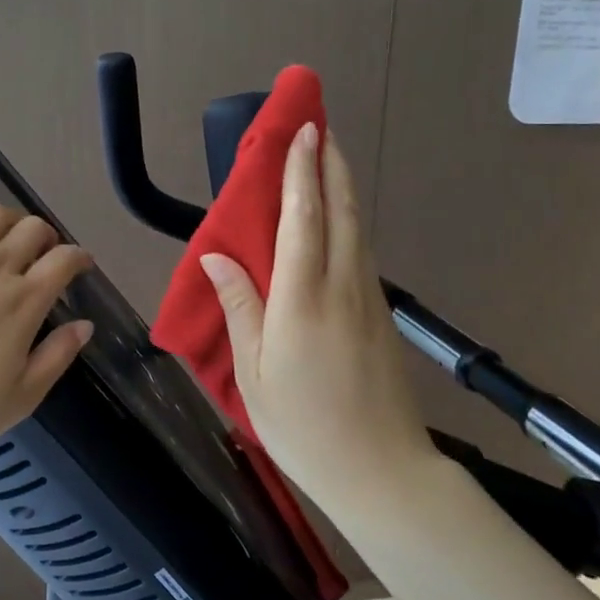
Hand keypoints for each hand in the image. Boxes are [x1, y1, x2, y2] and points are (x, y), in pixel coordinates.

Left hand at [0, 172, 94, 458]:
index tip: (79, 264)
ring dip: (8, 219)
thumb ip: (58, 356)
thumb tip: (85, 323)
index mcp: (22, 302)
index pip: (63, 260)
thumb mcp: (22, 396)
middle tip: (42, 254)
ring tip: (6, 234)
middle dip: (46, 238)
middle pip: (31, 230)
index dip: (78, 257)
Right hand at [199, 123, 431, 509]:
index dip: (300, 172)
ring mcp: (368, 299)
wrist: (383, 472)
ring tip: (328, 158)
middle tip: (320, 126)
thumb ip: (240, 308)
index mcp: (302, 300)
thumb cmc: (304, 427)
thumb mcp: (254, 374)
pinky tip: (338, 218)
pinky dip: (348, 221)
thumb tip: (216, 257)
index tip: (302, 131)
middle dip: (330, 164)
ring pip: (357, 228)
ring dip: (342, 187)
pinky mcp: (381, 315)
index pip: (302, 219)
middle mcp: (341, 287)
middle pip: (340, 211)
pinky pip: (362, 252)